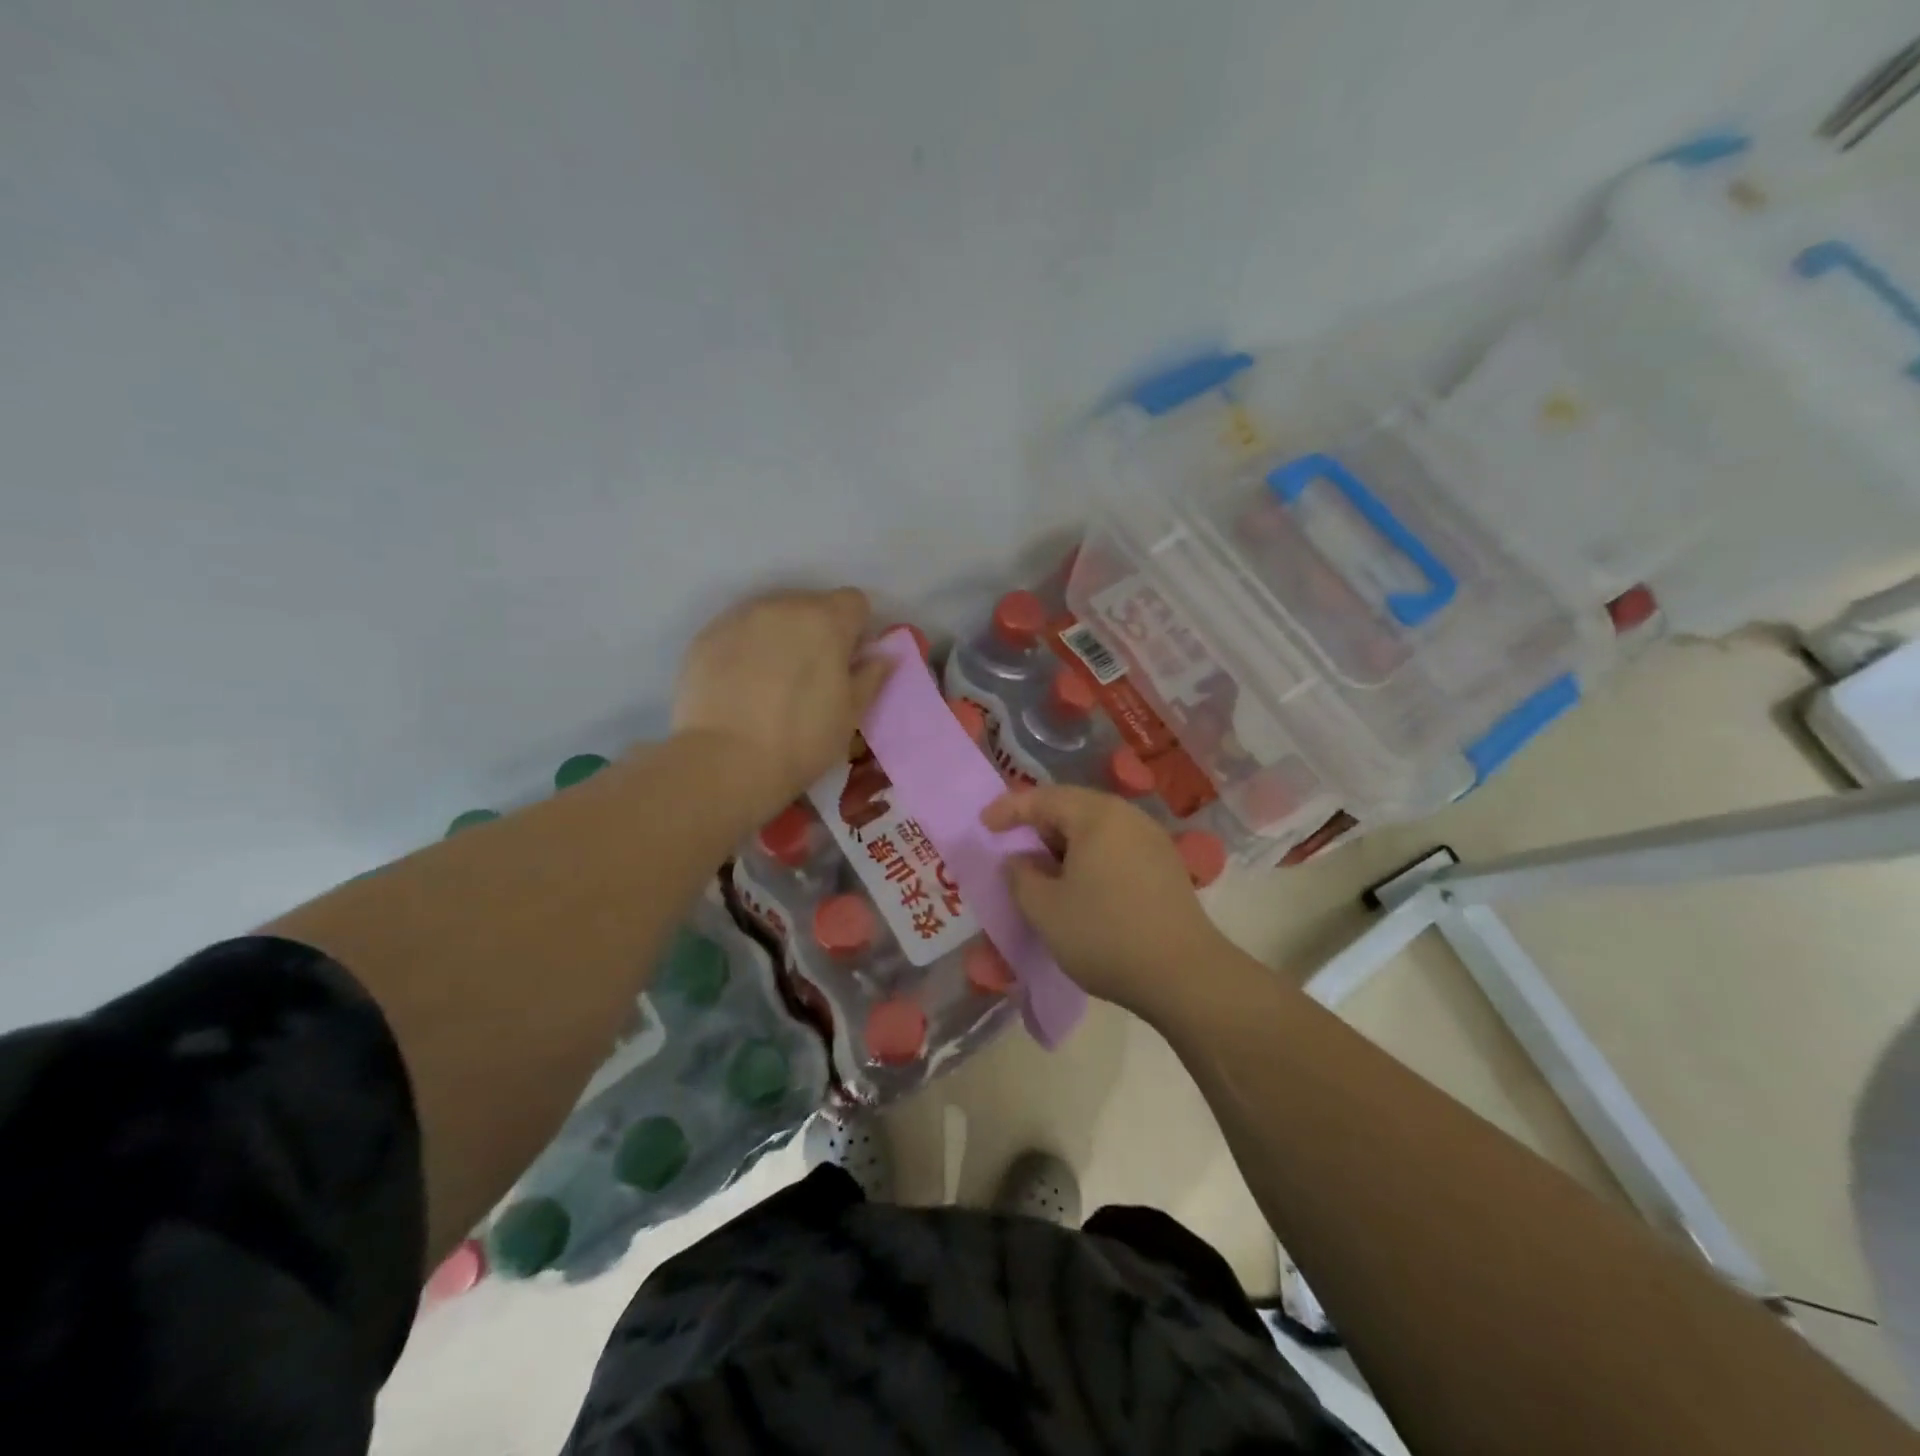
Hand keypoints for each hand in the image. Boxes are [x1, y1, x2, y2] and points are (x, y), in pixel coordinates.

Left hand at [673, 587, 890, 818]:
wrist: (726, 761)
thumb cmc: (802, 739)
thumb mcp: (851, 714)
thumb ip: (871, 676)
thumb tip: (882, 656)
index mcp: (826, 620)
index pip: (854, 601)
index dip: (856, 629)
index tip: (848, 660)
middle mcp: (783, 606)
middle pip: (811, 604)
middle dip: (817, 631)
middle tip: (811, 675)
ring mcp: (740, 617)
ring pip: (772, 616)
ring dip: (780, 637)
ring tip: (772, 681)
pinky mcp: (707, 635)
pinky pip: (738, 632)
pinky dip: (746, 649)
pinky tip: (741, 685)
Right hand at [982, 784, 1228, 1015]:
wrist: (1184, 976)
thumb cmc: (1105, 935)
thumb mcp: (1045, 909)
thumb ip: (1021, 877)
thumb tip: (1019, 860)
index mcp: (1097, 816)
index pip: (1043, 798)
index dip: (1009, 809)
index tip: (984, 825)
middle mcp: (1128, 817)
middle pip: (1073, 808)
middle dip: (1038, 824)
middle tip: (1012, 845)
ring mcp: (1152, 841)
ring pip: (1096, 829)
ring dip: (1064, 844)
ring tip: (1043, 869)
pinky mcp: (1166, 867)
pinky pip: (1116, 847)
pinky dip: (1089, 857)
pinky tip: (1080, 885)